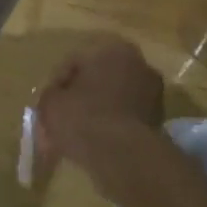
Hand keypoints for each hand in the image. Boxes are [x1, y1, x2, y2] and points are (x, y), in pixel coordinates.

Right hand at [33, 35, 165, 182]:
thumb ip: (50, 95)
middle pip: (97, 80)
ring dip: (95, 113)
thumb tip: (57, 99)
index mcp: (112, 49)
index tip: (47, 105)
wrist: (124, 156)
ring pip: (113, 100)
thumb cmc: (83, 118)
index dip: (56, 84)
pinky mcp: (159, 120)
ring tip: (76, 135)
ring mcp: (153, 92)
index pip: (74, 62)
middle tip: (61, 119)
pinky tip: (95, 143)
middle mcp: (137, 63)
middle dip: (78, 99)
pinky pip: (125, 118)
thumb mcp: (50, 103)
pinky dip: (111, 127)